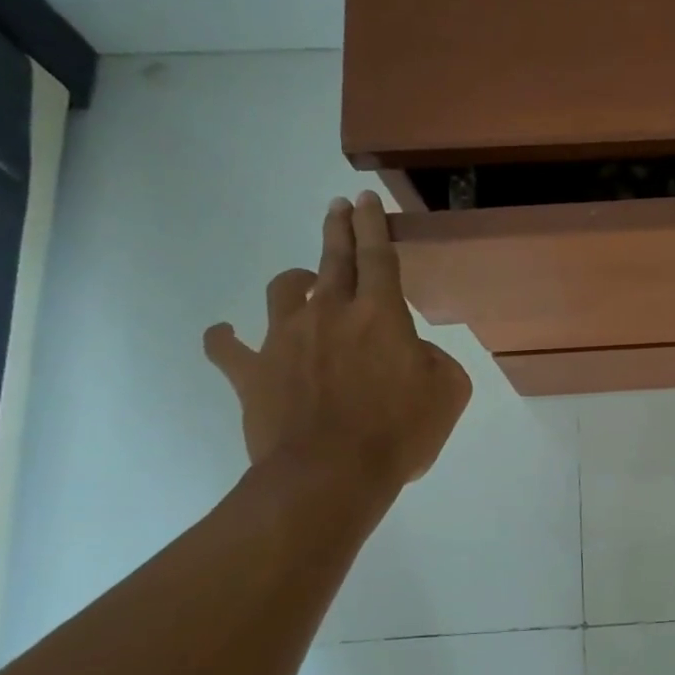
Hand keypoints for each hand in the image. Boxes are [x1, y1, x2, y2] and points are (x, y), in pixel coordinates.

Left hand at [203, 192, 471, 494]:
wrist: (330, 475)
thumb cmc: (399, 433)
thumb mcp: (448, 392)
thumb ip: (435, 360)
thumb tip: (412, 353)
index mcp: (380, 314)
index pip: (378, 256)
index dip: (374, 224)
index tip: (366, 199)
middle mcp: (329, 313)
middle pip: (334, 259)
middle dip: (339, 228)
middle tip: (338, 206)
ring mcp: (284, 339)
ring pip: (284, 290)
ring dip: (296, 280)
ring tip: (301, 281)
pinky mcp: (252, 371)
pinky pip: (227, 347)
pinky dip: (225, 338)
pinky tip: (225, 333)